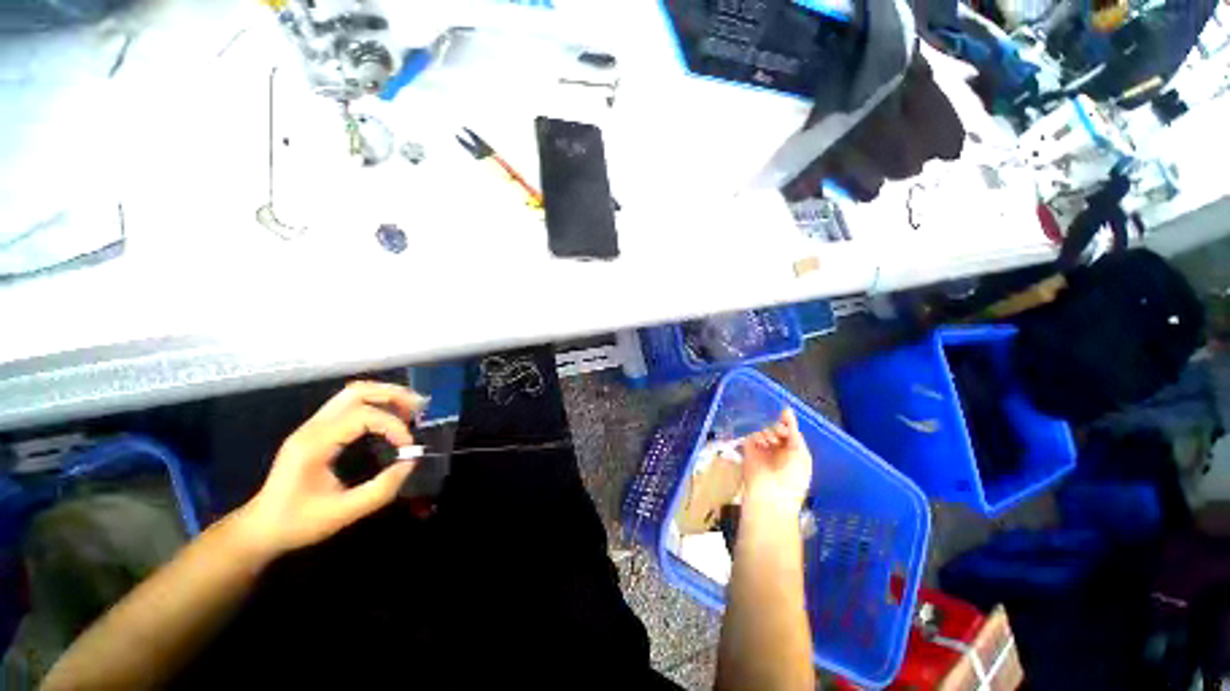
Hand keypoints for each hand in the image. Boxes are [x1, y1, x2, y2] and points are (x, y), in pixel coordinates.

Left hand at [237, 381, 426, 558]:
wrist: (261, 528)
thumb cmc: (298, 523)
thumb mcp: (343, 513)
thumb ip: (381, 489)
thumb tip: (410, 462)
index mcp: (314, 444)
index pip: (361, 416)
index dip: (392, 426)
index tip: (408, 447)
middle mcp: (312, 427)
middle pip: (357, 392)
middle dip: (392, 395)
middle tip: (419, 408)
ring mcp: (313, 426)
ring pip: (353, 393)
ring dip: (385, 396)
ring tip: (410, 409)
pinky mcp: (317, 430)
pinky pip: (350, 404)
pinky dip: (375, 403)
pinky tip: (391, 417)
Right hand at [740, 409, 812, 516]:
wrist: (771, 493)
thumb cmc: (792, 476)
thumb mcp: (800, 453)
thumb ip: (794, 432)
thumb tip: (787, 412)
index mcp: (794, 453)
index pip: (790, 433)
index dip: (788, 422)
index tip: (785, 412)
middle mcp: (779, 451)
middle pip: (777, 430)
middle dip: (779, 428)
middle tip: (779, 433)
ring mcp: (763, 451)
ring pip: (765, 431)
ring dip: (769, 433)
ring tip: (770, 442)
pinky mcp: (749, 451)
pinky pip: (753, 436)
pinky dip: (758, 437)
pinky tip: (762, 444)